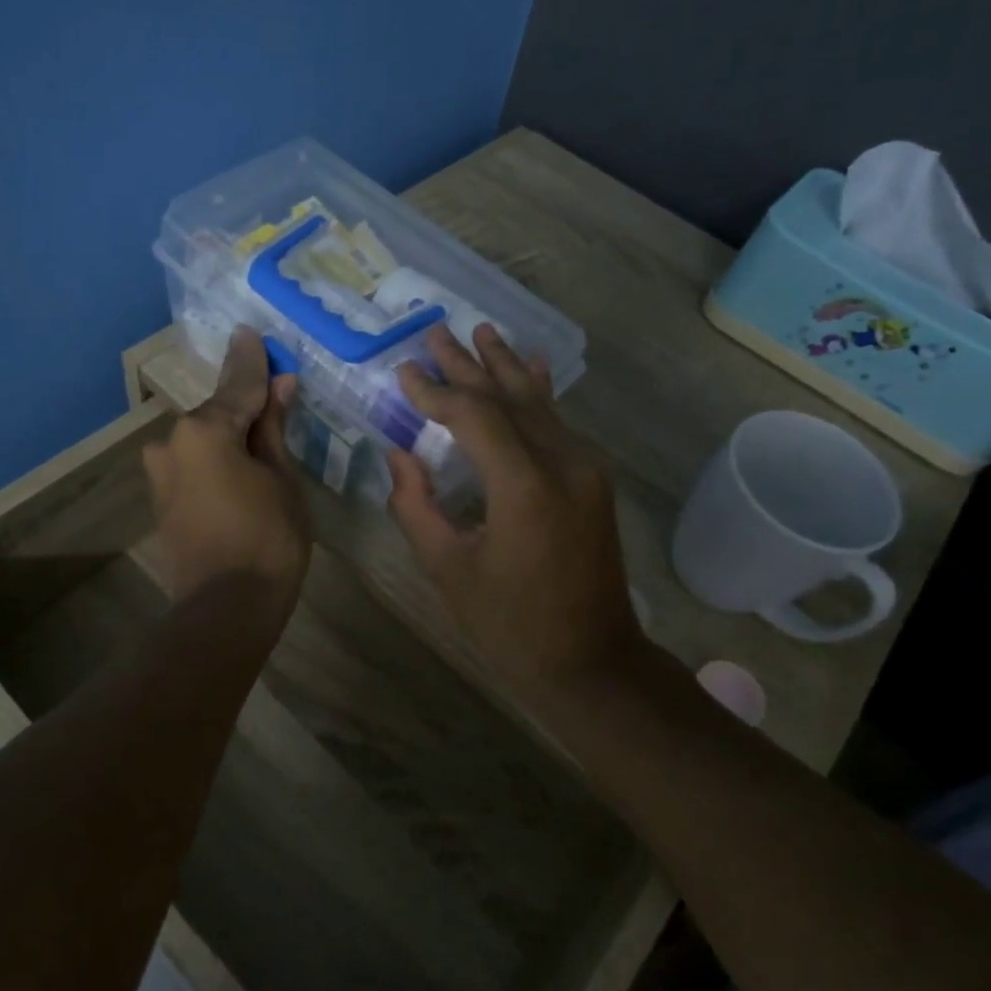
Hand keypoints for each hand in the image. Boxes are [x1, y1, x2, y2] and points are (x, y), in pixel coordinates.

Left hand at [144, 327, 311, 608]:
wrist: (226, 607)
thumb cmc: (268, 537)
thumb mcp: (281, 477)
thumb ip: (272, 428)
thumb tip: (278, 386)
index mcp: (203, 429)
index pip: (239, 385)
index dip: (253, 361)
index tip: (252, 331)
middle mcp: (172, 442)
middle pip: (218, 413)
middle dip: (246, 403)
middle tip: (275, 393)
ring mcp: (161, 472)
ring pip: (204, 440)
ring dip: (230, 434)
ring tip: (261, 435)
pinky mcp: (162, 499)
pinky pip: (194, 464)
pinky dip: (216, 458)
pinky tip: (238, 463)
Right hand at [386, 325, 647, 694]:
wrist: (592, 660)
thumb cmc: (510, 624)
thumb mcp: (448, 569)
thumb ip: (416, 506)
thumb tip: (399, 455)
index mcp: (522, 487)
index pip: (473, 416)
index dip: (435, 392)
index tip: (405, 372)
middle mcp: (561, 463)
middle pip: (507, 398)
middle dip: (467, 364)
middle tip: (434, 332)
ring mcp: (584, 468)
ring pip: (537, 403)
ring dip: (503, 367)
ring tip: (480, 331)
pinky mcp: (592, 479)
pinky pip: (558, 423)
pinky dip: (538, 392)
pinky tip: (532, 364)